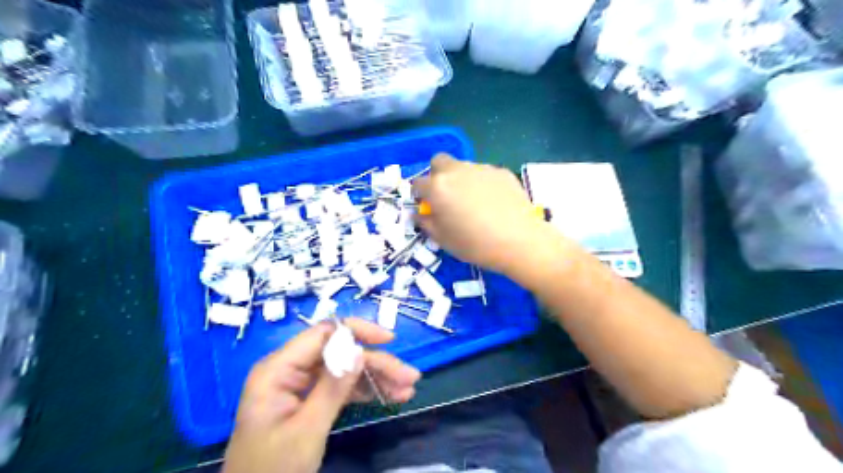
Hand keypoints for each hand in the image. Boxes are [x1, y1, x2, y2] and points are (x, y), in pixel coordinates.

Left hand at [224, 318, 420, 472]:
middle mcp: (290, 369)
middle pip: (340, 353)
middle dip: (376, 363)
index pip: (323, 333)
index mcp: (278, 369)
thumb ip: (332, 388)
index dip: (358, 332)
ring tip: (407, 389)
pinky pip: (341, 386)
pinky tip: (389, 396)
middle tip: (410, 377)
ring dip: (377, 378)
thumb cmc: (273, 469)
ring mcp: (300, 385)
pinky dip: (365, 391)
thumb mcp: (306, 430)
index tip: (390, 340)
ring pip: (345, 369)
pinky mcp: (309, 399)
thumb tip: (359, 350)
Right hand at [415, 156, 560, 279]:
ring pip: (463, 167)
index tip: (428, 206)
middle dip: (437, 175)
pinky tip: (494, 203)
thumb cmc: (475, 244)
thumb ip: (426, 222)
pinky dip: (483, 184)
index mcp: (438, 187)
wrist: (519, 241)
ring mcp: (481, 168)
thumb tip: (420, 213)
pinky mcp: (501, 171)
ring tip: (475, 203)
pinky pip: (485, 174)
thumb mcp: (442, 240)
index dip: (420, 195)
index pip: (417, 182)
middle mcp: (457, 170)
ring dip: (461, 179)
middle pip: (439, 162)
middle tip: (447, 197)